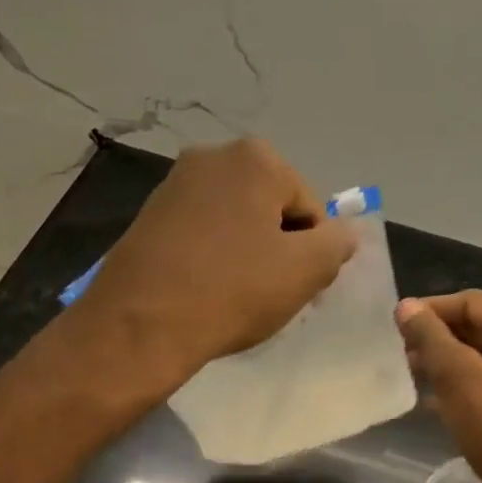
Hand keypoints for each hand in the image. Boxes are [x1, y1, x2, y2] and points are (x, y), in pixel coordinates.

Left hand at [74, 139, 356, 386]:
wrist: (139, 326)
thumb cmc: (232, 290)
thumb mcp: (305, 271)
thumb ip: (337, 243)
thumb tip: (342, 232)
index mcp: (256, 158)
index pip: (310, 208)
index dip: (311, 250)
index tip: (294, 284)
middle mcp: (212, 156)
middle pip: (270, 208)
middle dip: (278, 246)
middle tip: (267, 290)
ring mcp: (174, 183)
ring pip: (235, 220)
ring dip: (245, 252)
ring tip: (234, 293)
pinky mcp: (148, 213)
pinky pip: (201, 231)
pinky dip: (211, 255)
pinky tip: (204, 288)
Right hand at [396, 291, 481, 482]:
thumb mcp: (459, 378)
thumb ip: (431, 337)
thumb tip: (407, 306)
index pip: (471, 301)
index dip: (431, 309)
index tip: (395, 328)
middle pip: (479, 326)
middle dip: (438, 337)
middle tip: (400, 354)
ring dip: (447, 363)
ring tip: (412, 376)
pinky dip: (463, 386)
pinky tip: (435, 404)